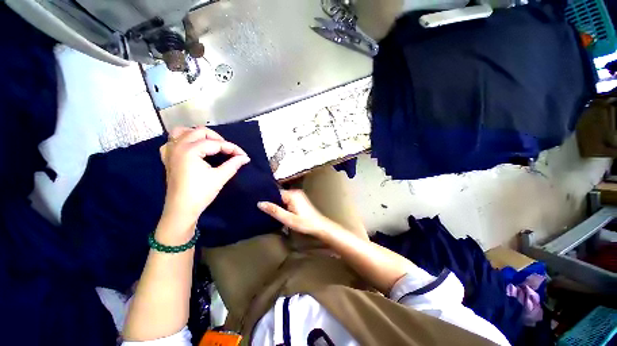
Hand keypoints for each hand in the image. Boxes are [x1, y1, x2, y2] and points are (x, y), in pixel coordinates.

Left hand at [160, 126, 249, 223]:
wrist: (181, 209)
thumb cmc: (200, 193)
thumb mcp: (220, 177)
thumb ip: (233, 164)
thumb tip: (245, 158)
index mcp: (190, 150)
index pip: (216, 143)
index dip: (232, 148)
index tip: (243, 155)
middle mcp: (178, 146)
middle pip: (200, 132)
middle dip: (218, 139)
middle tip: (229, 150)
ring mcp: (170, 151)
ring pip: (183, 132)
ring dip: (198, 135)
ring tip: (210, 144)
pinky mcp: (167, 158)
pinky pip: (173, 141)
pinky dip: (183, 140)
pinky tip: (191, 148)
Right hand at [258, 189, 343, 237]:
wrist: (320, 226)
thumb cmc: (305, 223)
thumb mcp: (288, 219)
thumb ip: (274, 211)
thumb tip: (260, 203)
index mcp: (292, 194)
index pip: (275, 192)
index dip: (267, 198)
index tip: (257, 204)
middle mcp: (295, 192)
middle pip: (278, 195)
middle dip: (271, 202)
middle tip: (260, 210)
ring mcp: (298, 196)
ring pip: (282, 198)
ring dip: (276, 205)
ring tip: (267, 211)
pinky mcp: (299, 200)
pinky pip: (286, 201)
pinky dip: (282, 206)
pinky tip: (278, 212)